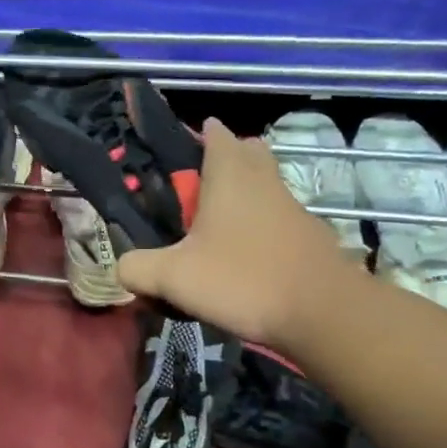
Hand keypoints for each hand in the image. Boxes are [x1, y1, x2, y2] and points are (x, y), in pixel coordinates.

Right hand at [116, 119, 363, 349]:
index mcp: (230, 174)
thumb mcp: (174, 277)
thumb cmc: (243, 279)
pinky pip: (279, 218)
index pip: (215, 133)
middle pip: (247, 152)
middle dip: (225, 159)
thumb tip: (121, 268)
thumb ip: (137, 268)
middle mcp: (264, 180)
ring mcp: (294, 207)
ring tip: (214, 228)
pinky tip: (244, 258)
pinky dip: (261, 227)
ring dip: (244, 195)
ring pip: (265, 185)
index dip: (196, 136)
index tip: (176, 151)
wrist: (325, 314)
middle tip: (197, 187)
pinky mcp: (311, 236)